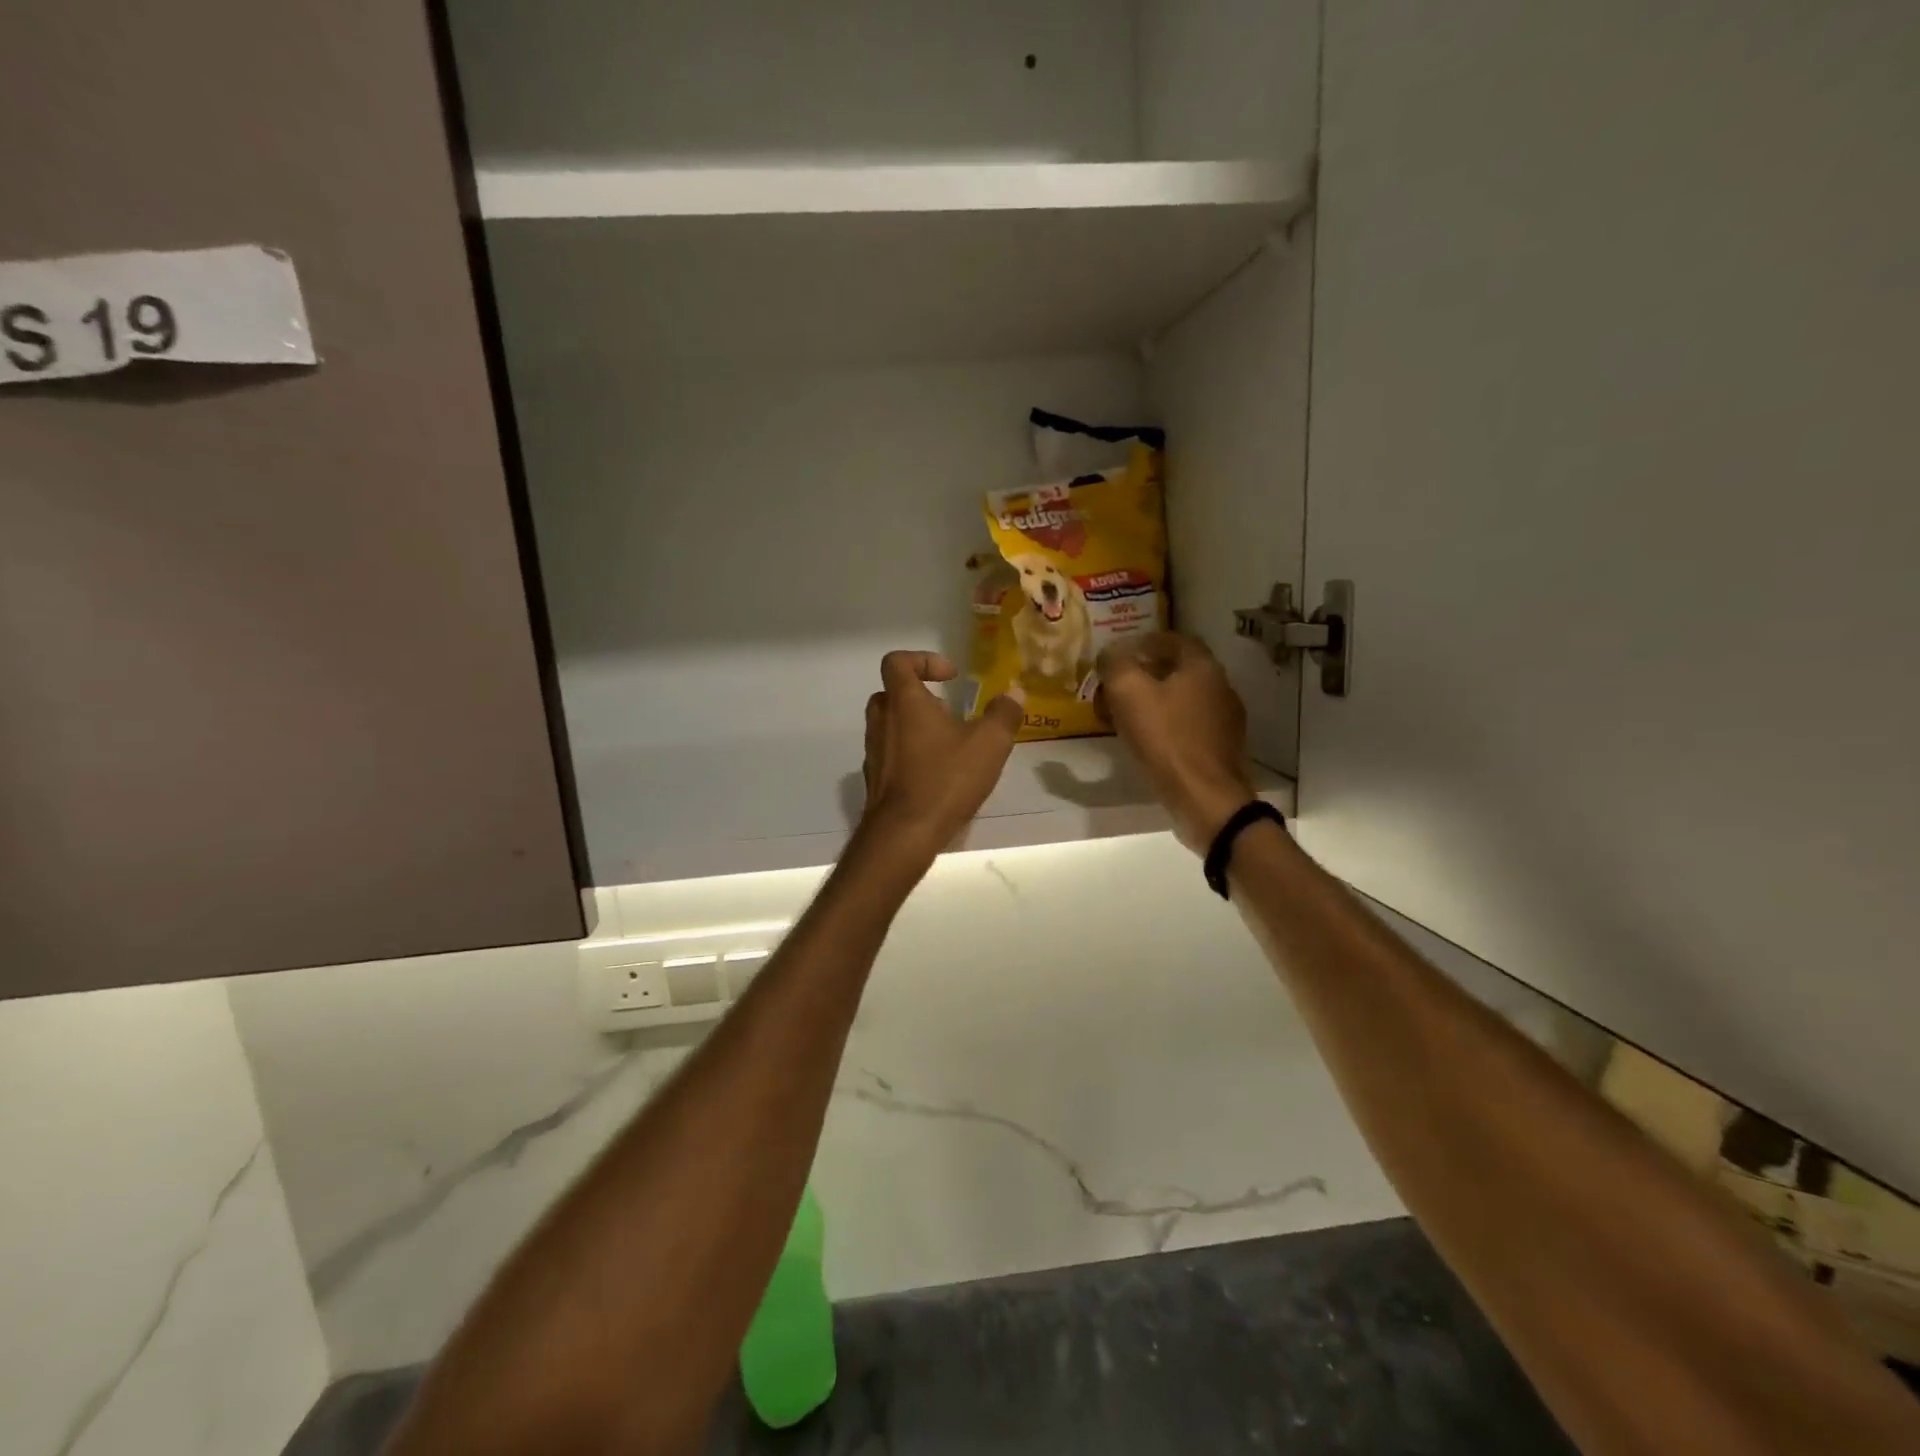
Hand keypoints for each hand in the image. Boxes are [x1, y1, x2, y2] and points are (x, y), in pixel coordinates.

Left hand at [861, 652, 1022, 855]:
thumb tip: (1014, 693)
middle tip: (949, 713)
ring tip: (949, 747)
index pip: (897, 662)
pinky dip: (910, 755)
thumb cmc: (945, 780)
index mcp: (904, 702)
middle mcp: (881, 721)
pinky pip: (890, 755)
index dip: (924, 661)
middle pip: (892, 693)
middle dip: (921, 697)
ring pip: (890, 726)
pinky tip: (937, 776)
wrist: (903, 834)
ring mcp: (874, 752)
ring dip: (916, 727)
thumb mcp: (989, 744)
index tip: (951, 678)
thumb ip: (1004, 714)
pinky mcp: (874, 780)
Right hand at [1099, 633, 1256, 852]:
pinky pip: (1187, 726)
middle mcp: (1220, 686)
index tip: (1118, 655)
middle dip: (1144, 674)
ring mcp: (1224, 720)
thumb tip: (1110, 653)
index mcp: (1202, 666)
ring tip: (1123, 716)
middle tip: (1115, 687)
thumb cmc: (1166, 739)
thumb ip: (1116, 664)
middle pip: (1178, 669)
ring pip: (1182, 699)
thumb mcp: (1129, 693)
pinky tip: (1146, 741)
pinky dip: (1165, 725)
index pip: (1173, 639)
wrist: (1205, 798)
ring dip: (1153, 701)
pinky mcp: (1220, 748)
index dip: (1143, 642)